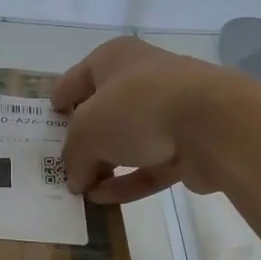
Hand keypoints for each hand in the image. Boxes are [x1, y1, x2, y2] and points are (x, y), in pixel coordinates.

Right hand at [51, 38, 238, 203]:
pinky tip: (104, 201)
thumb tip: (75, 178)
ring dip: (106, 164)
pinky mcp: (188, 144)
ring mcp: (169, 111)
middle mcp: (142, 77)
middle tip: (63, 163)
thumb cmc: (137, 108)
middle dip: (84, 138)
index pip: (76, 79)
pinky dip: (128, 181)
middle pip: (104, 109)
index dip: (59, 101)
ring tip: (81, 189)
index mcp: (114, 59)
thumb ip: (73, 155)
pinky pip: (149, 164)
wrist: (212, 124)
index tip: (47, 124)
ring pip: (129, 140)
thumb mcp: (86, 131)